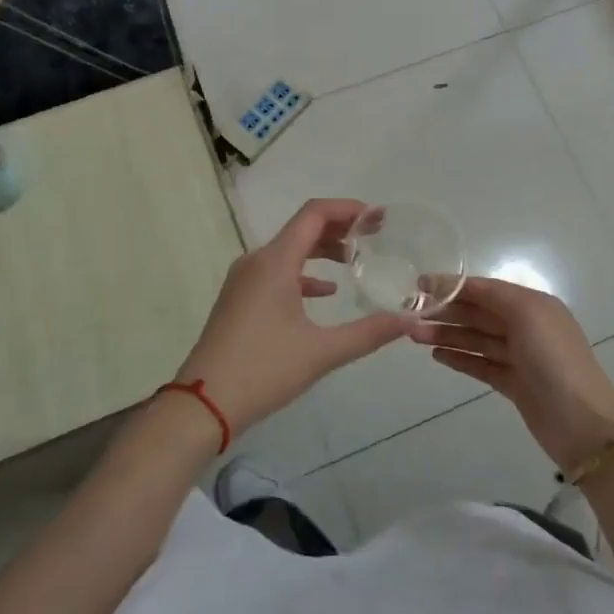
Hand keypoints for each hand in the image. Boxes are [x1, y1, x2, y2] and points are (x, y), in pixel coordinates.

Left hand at [175, 199, 412, 437]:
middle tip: (374, 236)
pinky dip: (303, 273)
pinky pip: (276, 272)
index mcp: (275, 262)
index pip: (314, 214)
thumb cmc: (263, 370)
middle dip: (339, 228)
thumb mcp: (322, 352)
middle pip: (302, 228)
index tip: (377, 218)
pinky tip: (325, 292)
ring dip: (321, 250)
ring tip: (354, 259)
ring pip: (288, 250)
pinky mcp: (238, 299)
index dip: (348, 209)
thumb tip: (411, 322)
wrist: (202, 404)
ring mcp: (243, 280)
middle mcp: (257, 261)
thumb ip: (369, 333)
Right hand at [407, 276, 613, 470]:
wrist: (582, 423)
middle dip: (445, 312)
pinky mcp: (514, 384)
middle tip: (410, 316)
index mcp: (532, 304)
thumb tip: (460, 287)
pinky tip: (437, 356)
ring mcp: (520, 357)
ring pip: (476, 339)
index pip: (485, 289)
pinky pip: (481, 364)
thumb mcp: (527, 314)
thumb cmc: (554, 359)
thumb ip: (493, 296)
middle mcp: (526, 326)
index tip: (419, 285)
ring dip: (447, 335)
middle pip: (478, 313)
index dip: (453, 285)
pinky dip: (460, 358)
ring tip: (414, 336)